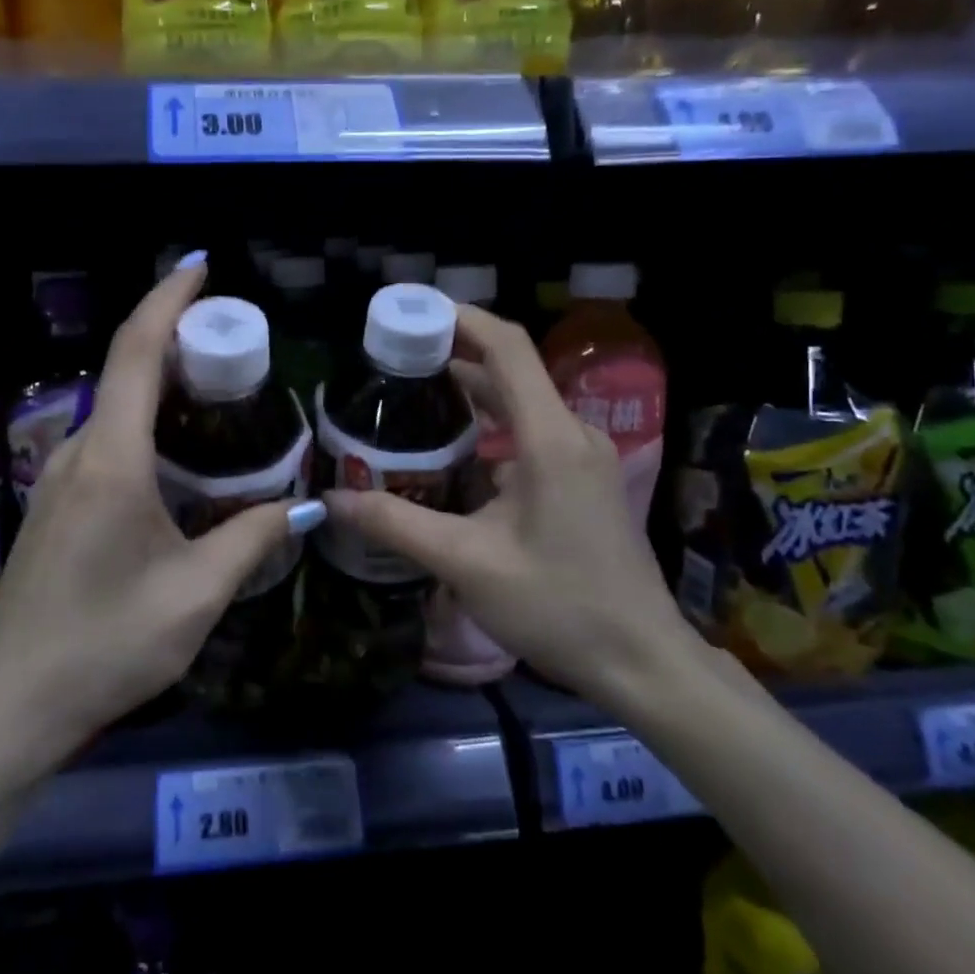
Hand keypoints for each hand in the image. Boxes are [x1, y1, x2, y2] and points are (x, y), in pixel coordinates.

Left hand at [0, 255, 323, 779]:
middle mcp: (77, 454)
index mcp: (111, 461)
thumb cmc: (107, 645)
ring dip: (161, 388)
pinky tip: (181, 457)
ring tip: (220, 393)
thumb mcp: (195, 594)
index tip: (201, 268)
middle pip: (126, 373)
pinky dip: (146, 426)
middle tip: (237, 343)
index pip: (136, 353)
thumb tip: (306, 507)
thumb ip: (252, 539)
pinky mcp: (55, 505)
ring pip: (116, 411)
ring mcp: (57, 479)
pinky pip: (106, 443)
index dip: (168, 301)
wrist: (14, 703)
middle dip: (177, 342)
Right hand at [323, 305, 698, 711]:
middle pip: (512, 370)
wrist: (642, 661)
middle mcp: (573, 434)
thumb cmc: (559, 605)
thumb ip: (396, 523)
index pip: (507, 348)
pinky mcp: (584, 481)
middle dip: (454, 354)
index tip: (411, 312)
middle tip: (394, 358)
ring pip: (522, 403)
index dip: (460, 319)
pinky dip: (492, 426)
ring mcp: (584, 458)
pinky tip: (455, 449)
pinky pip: (532, 434)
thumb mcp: (467, 563)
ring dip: (472, 392)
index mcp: (550, 438)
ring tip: (413, 393)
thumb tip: (332, 500)